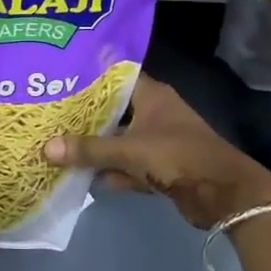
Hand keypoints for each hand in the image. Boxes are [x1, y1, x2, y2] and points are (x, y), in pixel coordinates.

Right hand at [42, 73, 270, 229]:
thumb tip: (46, 148)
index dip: (89, 75)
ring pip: (119, 139)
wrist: (224, 195)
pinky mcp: (160, 167)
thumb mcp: (130, 150)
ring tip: (58, 143)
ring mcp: (157, 141)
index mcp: (151, 95)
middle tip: (50, 112)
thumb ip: (89, 150)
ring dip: (96, 146)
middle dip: (85, 115)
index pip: (115, 76)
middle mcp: (154, 113)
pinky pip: (128, 165)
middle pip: (113, 109)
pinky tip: (83, 177)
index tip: (59, 76)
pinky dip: (111, 171)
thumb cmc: (178, 156)